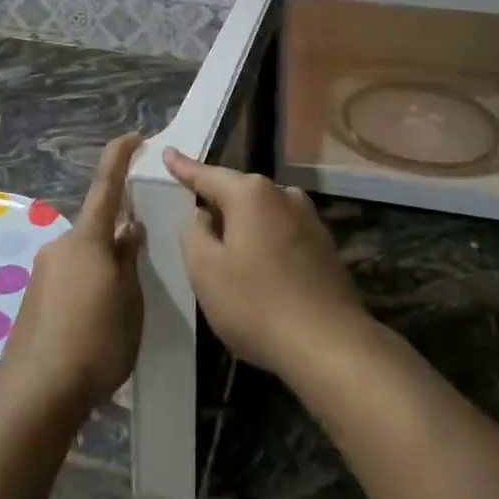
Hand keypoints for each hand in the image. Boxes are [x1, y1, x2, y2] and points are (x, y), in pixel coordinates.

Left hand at [0, 134, 145, 418]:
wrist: (35, 393)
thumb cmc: (95, 343)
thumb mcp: (129, 303)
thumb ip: (129, 261)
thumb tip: (129, 228)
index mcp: (88, 239)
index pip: (106, 185)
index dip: (119, 157)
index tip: (134, 137)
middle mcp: (61, 246)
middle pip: (95, 228)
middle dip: (117, 239)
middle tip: (140, 266)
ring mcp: (44, 271)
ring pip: (83, 256)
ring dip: (102, 268)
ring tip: (120, 307)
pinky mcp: (34, 297)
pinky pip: (69, 278)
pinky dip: (86, 287)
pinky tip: (96, 323)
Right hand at [165, 147, 369, 378]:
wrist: (331, 346)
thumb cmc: (257, 305)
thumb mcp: (205, 271)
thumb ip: (194, 233)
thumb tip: (203, 215)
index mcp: (250, 194)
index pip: (207, 175)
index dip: (184, 167)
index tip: (167, 152)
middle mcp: (282, 194)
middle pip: (238, 192)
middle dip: (217, 204)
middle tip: (196, 220)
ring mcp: (308, 219)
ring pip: (263, 213)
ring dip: (245, 226)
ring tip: (229, 251)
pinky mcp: (324, 246)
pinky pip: (282, 233)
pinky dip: (266, 243)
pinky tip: (262, 270)